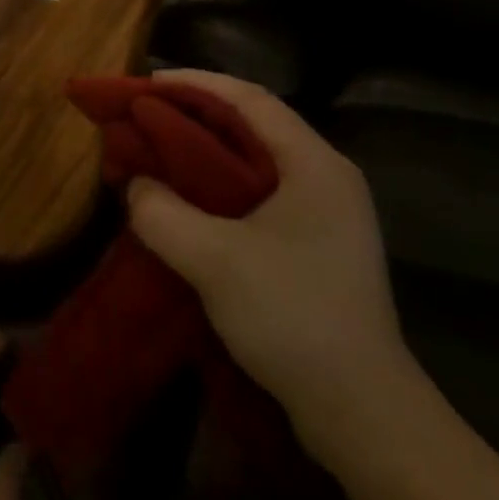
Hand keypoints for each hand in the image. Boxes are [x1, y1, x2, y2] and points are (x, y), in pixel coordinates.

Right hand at [126, 70, 411, 455]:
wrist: (362, 415)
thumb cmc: (293, 317)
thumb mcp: (214, 260)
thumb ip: (162, 213)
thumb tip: (135, 186)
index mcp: (314, 163)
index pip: (249, 99)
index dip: (195, 84)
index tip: (146, 84)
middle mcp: (326, 176)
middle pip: (252, 124)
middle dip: (196, 115)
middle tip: (146, 116)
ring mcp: (327, 213)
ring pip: (255, 160)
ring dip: (206, 151)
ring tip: (159, 152)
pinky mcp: (318, 245)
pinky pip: (260, 193)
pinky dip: (220, 185)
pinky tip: (190, 201)